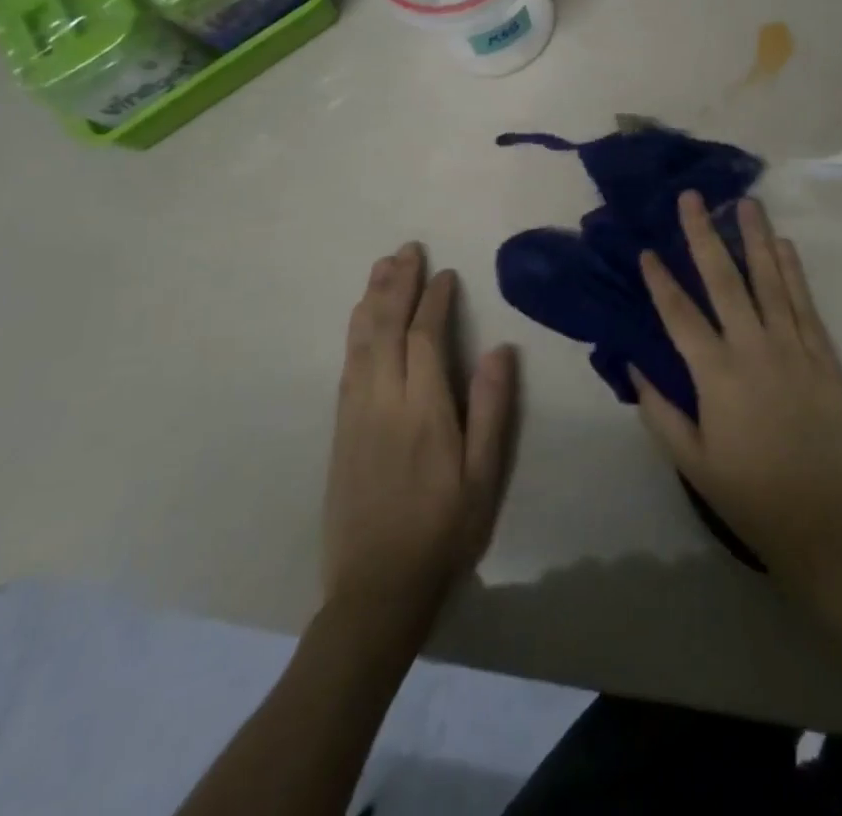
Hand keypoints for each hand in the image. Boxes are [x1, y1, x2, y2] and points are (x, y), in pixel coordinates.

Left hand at [323, 243, 516, 623]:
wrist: (376, 591)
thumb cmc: (444, 531)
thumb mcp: (484, 475)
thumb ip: (493, 408)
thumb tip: (501, 348)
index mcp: (424, 410)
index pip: (425, 337)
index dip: (435, 300)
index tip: (445, 273)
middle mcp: (383, 402)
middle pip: (385, 328)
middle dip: (397, 285)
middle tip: (406, 249)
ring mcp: (355, 416)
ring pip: (360, 343)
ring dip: (371, 300)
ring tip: (381, 268)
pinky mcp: (340, 432)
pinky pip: (347, 367)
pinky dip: (355, 333)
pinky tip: (360, 320)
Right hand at [631, 193, 841, 600]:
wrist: (825, 520)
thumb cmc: (749, 493)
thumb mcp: (691, 462)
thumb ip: (659, 410)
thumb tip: (634, 362)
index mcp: (716, 376)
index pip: (679, 315)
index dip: (660, 280)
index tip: (646, 249)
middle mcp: (753, 349)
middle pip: (724, 281)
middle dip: (704, 235)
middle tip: (693, 198)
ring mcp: (793, 348)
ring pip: (770, 281)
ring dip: (755, 238)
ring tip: (746, 202)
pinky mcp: (823, 355)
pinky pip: (805, 303)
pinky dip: (793, 271)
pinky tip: (784, 245)